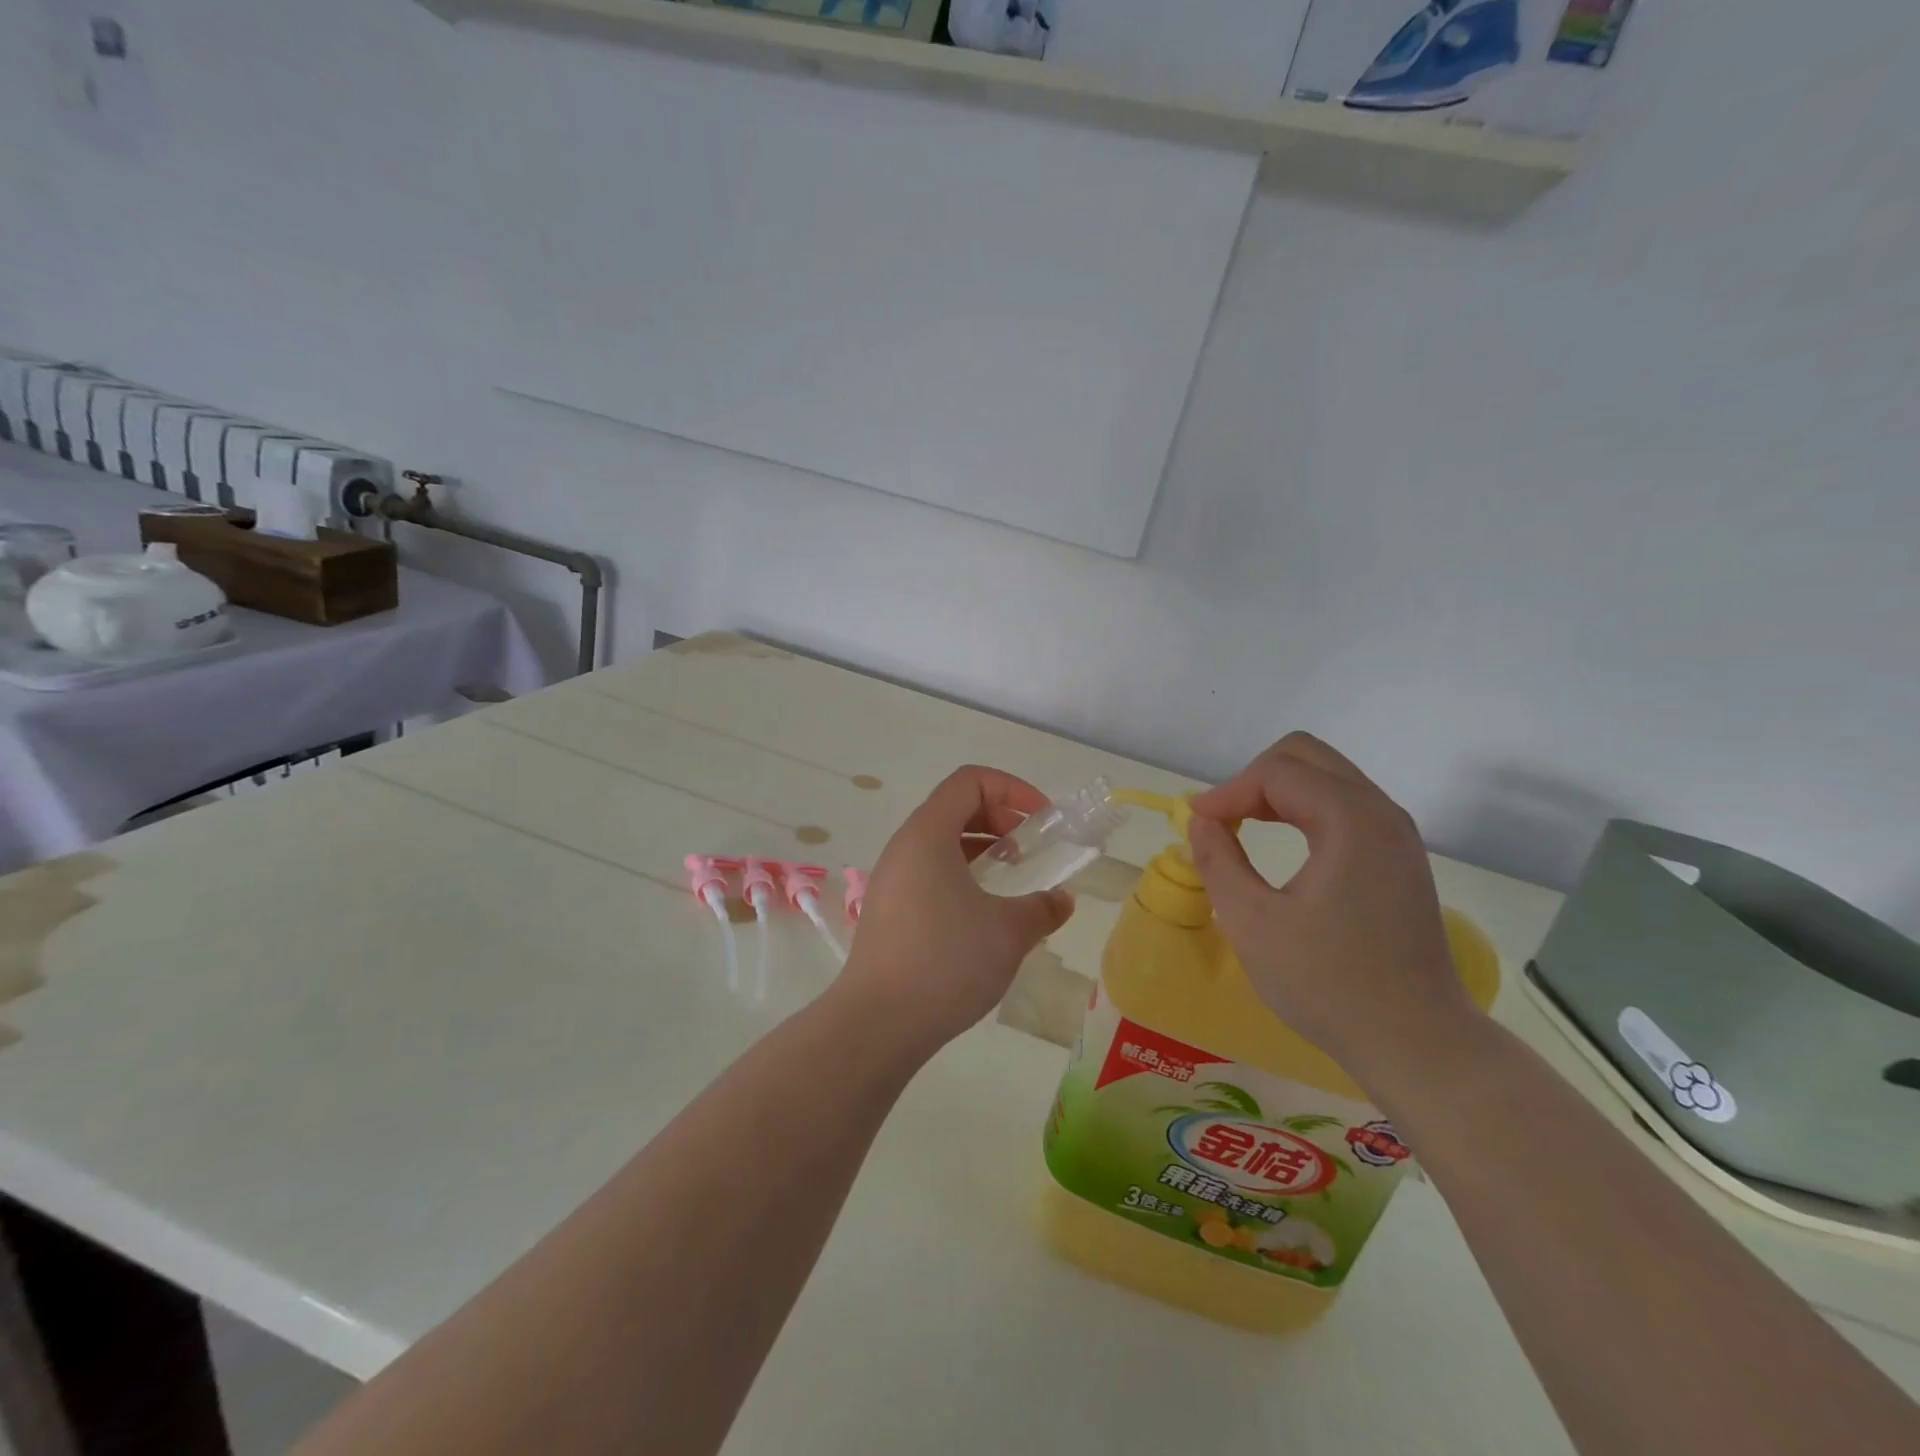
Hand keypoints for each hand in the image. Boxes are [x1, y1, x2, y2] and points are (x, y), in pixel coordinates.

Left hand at [836, 766, 1073, 1059]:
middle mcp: (904, 847)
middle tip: (1032, 852)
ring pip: (942, 843)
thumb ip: (1042, 909)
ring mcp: (892, 879)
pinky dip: (963, 876)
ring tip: (1013, 881)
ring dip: (983, 850)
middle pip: (956, 807)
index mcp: (928, 834)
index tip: (1043, 822)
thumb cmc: (946, 961)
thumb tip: (1061, 901)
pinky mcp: (888, 910)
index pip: (970, 781)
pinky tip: (985, 914)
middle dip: (1001, 819)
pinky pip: (930, 873)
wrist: (877, 1023)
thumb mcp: (1008, 932)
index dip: (1013, 789)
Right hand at [1186, 733, 1474, 1082]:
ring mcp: (1396, 835)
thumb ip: (1219, 861)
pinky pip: (1344, 804)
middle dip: (1254, 779)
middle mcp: (1381, 813)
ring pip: (1327, 777)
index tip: (1196, 823)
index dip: (1228, 790)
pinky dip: (1304, 809)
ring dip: (1279, 792)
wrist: (1417, 1042)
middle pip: (1307, 757)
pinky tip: (1284, 844)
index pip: (1277, 772)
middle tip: (1222, 819)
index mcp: (1350, 821)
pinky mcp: (1399, 857)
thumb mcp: (1253, 924)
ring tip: (1243, 828)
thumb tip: (1202, 821)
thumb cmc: (1328, 984)